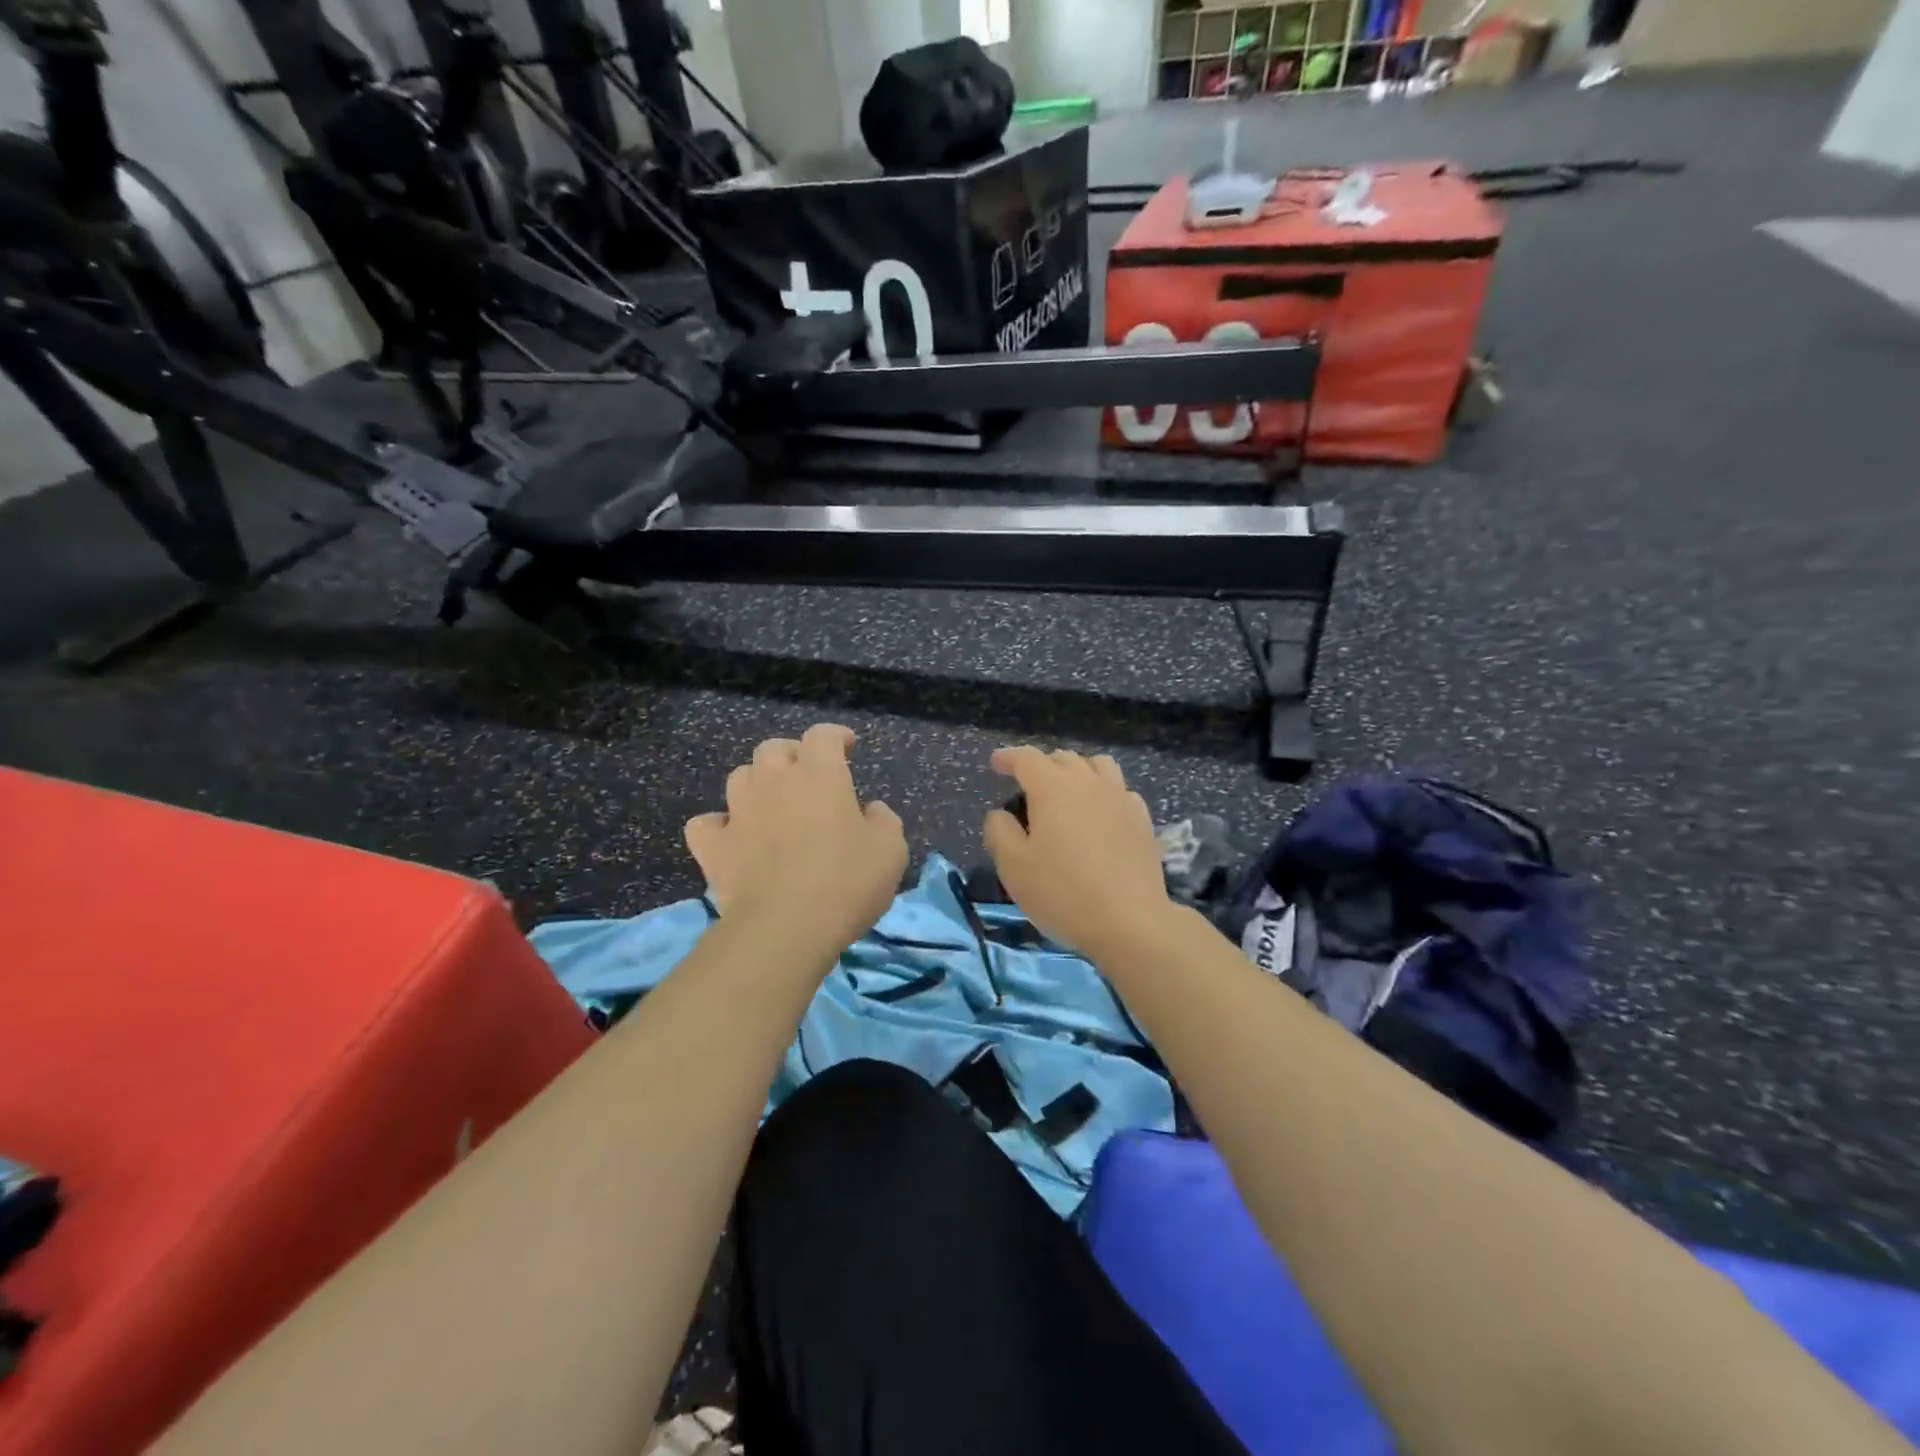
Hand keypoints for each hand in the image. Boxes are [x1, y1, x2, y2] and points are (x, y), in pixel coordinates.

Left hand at [685, 724, 906, 957]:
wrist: (786, 928)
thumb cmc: (846, 883)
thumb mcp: (890, 850)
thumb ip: (883, 820)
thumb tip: (869, 811)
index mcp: (819, 775)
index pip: (823, 735)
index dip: (835, 736)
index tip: (846, 747)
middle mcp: (774, 781)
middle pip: (775, 748)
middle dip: (792, 756)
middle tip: (808, 778)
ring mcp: (738, 812)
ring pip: (741, 777)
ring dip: (758, 783)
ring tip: (772, 804)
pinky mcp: (714, 846)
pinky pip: (707, 823)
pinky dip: (719, 825)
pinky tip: (733, 837)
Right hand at [982, 747, 1171, 962]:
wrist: (1130, 921)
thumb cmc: (1063, 893)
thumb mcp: (1014, 867)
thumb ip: (1000, 831)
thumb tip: (1000, 813)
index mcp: (1053, 788)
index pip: (1027, 758)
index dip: (1008, 757)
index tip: (996, 763)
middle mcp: (1089, 783)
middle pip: (1063, 758)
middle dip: (1041, 765)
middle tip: (1027, 786)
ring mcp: (1120, 798)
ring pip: (1097, 766)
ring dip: (1076, 770)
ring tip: (1066, 792)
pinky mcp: (1142, 819)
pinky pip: (1120, 789)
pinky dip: (1103, 791)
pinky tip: (1100, 813)